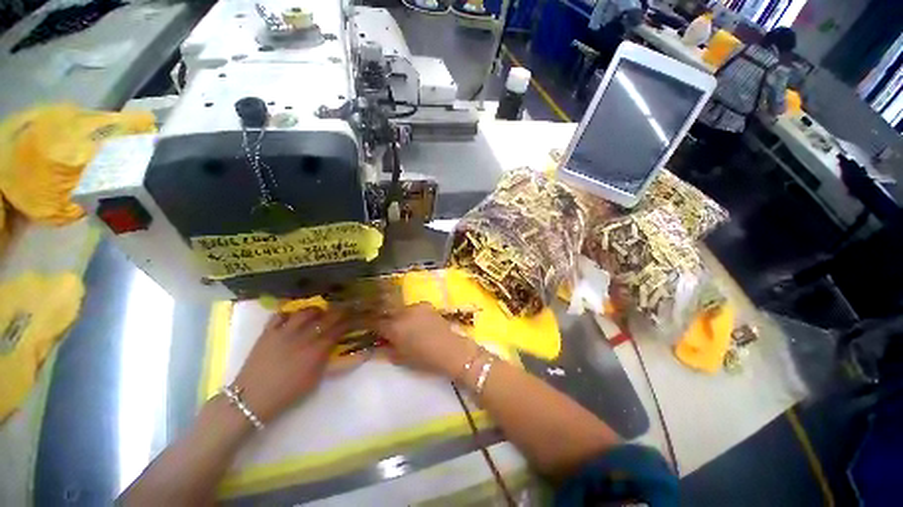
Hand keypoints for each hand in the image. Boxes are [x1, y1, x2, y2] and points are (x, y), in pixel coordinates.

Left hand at [232, 308, 346, 422]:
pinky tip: (293, 315)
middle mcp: (303, 338)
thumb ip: (325, 360)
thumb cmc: (287, 393)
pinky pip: (279, 315)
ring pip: (304, 312)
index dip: (348, 322)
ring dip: (315, 309)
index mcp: (316, 351)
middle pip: (326, 318)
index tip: (354, 318)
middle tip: (344, 309)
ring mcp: (284, 333)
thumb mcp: (314, 380)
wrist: (252, 399)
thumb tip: (334, 345)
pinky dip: (288, 312)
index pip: (338, 330)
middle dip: (339, 312)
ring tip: (319, 311)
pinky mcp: (268, 333)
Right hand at [376, 302, 478, 378]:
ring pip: (401, 309)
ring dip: (400, 317)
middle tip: (390, 331)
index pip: (375, 323)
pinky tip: (418, 322)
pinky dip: (412, 314)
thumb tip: (379, 344)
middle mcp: (402, 312)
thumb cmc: (423, 359)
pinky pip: (414, 308)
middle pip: (388, 314)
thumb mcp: (400, 358)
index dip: (373, 328)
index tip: (373, 333)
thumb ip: (386, 349)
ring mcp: (415, 306)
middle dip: (387, 321)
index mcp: (394, 327)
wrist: (449, 349)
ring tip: (406, 327)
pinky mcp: (427, 304)